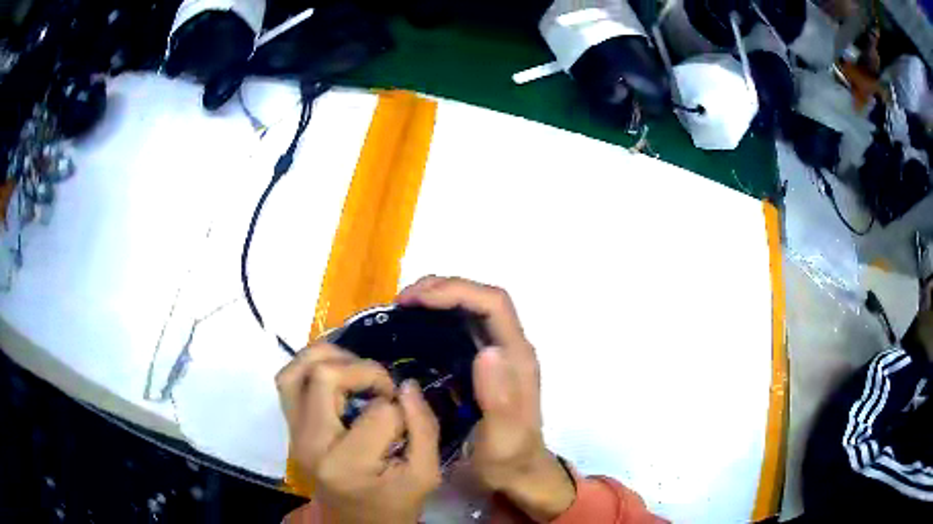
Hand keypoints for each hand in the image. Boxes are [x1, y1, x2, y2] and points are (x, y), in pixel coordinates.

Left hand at [276, 343, 440, 523]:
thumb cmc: (393, 505)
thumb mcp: (424, 475)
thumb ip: (423, 428)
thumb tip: (406, 385)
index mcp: (346, 463)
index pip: (377, 411)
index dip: (401, 409)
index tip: (407, 420)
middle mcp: (309, 443)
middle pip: (324, 376)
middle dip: (364, 370)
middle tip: (384, 387)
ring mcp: (293, 434)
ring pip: (296, 370)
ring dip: (330, 358)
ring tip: (358, 370)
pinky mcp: (290, 429)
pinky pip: (289, 381)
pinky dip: (311, 367)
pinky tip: (337, 373)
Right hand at [397, 277, 575, 522]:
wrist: (518, 474)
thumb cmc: (509, 459)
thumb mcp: (504, 439)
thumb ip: (500, 400)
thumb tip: (486, 351)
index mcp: (517, 358)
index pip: (493, 303)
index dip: (455, 291)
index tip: (414, 300)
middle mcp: (509, 348)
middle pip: (480, 298)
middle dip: (441, 289)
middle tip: (401, 302)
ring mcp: (497, 356)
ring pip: (469, 310)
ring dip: (437, 300)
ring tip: (402, 310)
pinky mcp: (482, 366)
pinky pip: (459, 329)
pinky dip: (435, 320)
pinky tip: (412, 331)